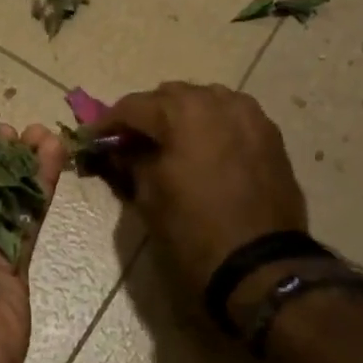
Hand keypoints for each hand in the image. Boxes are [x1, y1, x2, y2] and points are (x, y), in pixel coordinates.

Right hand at [88, 82, 306, 300]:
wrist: (260, 266)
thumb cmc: (193, 230)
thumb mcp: (148, 197)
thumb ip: (130, 162)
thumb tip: (118, 150)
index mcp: (182, 112)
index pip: (132, 106)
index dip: (107, 123)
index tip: (92, 138)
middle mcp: (218, 102)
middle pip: (169, 96)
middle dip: (146, 115)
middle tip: (129, 141)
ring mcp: (249, 115)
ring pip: (204, 100)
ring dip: (181, 115)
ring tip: (167, 142)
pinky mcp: (269, 136)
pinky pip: (231, 116)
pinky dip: (210, 125)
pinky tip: (201, 148)